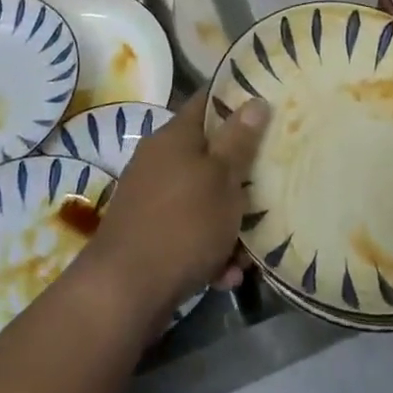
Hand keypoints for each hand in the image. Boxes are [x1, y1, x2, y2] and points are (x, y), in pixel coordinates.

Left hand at [83, 89, 269, 319]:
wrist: (123, 292)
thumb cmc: (183, 223)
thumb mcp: (222, 178)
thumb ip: (239, 140)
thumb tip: (254, 100)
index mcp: (175, 135)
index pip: (208, 101)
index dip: (237, 100)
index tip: (266, 106)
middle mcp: (159, 160)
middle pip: (208, 153)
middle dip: (239, 173)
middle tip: (269, 185)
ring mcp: (151, 199)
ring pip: (201, 198)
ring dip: (227, 221)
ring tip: (250, 250)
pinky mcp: (148, 236)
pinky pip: (188, 232)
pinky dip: (208, 249)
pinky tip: (226, 275)